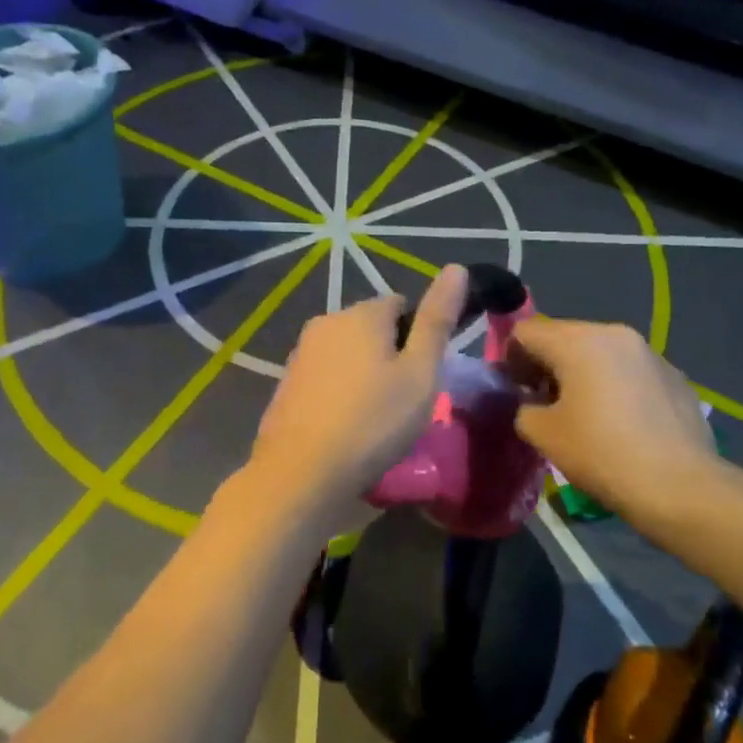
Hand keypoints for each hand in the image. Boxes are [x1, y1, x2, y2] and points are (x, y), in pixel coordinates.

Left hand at [250, 264, 468, 519]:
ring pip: (347, 353)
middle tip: (403, 401)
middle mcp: (327, 321)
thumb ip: (437, 320)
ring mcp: (301, 353)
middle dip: (390, 355)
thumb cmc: (372, 423)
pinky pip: (326, 376)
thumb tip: (457, 268)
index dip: (418, 337)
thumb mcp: (420, 373)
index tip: (423, 376)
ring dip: (364, 374)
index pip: (401, 306)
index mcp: (362, 314)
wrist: (299, 475)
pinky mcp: (286, 383)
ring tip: (375, 419)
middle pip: (372, 328)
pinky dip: (339, 392)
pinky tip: (345, 426)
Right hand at [509, 319, 715, 523]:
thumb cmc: (602, 454)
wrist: (680, 487)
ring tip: (587, 416)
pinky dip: (616, 386)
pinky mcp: (675, 375)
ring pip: (600, 353)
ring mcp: (650, 353)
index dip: (511, 359)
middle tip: (546, 406)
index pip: (526, 332)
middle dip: (548, 366)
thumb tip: (531, 403)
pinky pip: (630, 371)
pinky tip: (623, 424)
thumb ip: (524, 409)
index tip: (516, 393)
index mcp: (578, 340)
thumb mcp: (543, 435)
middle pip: (564, 337)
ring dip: (583, 374)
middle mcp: (615, 333)